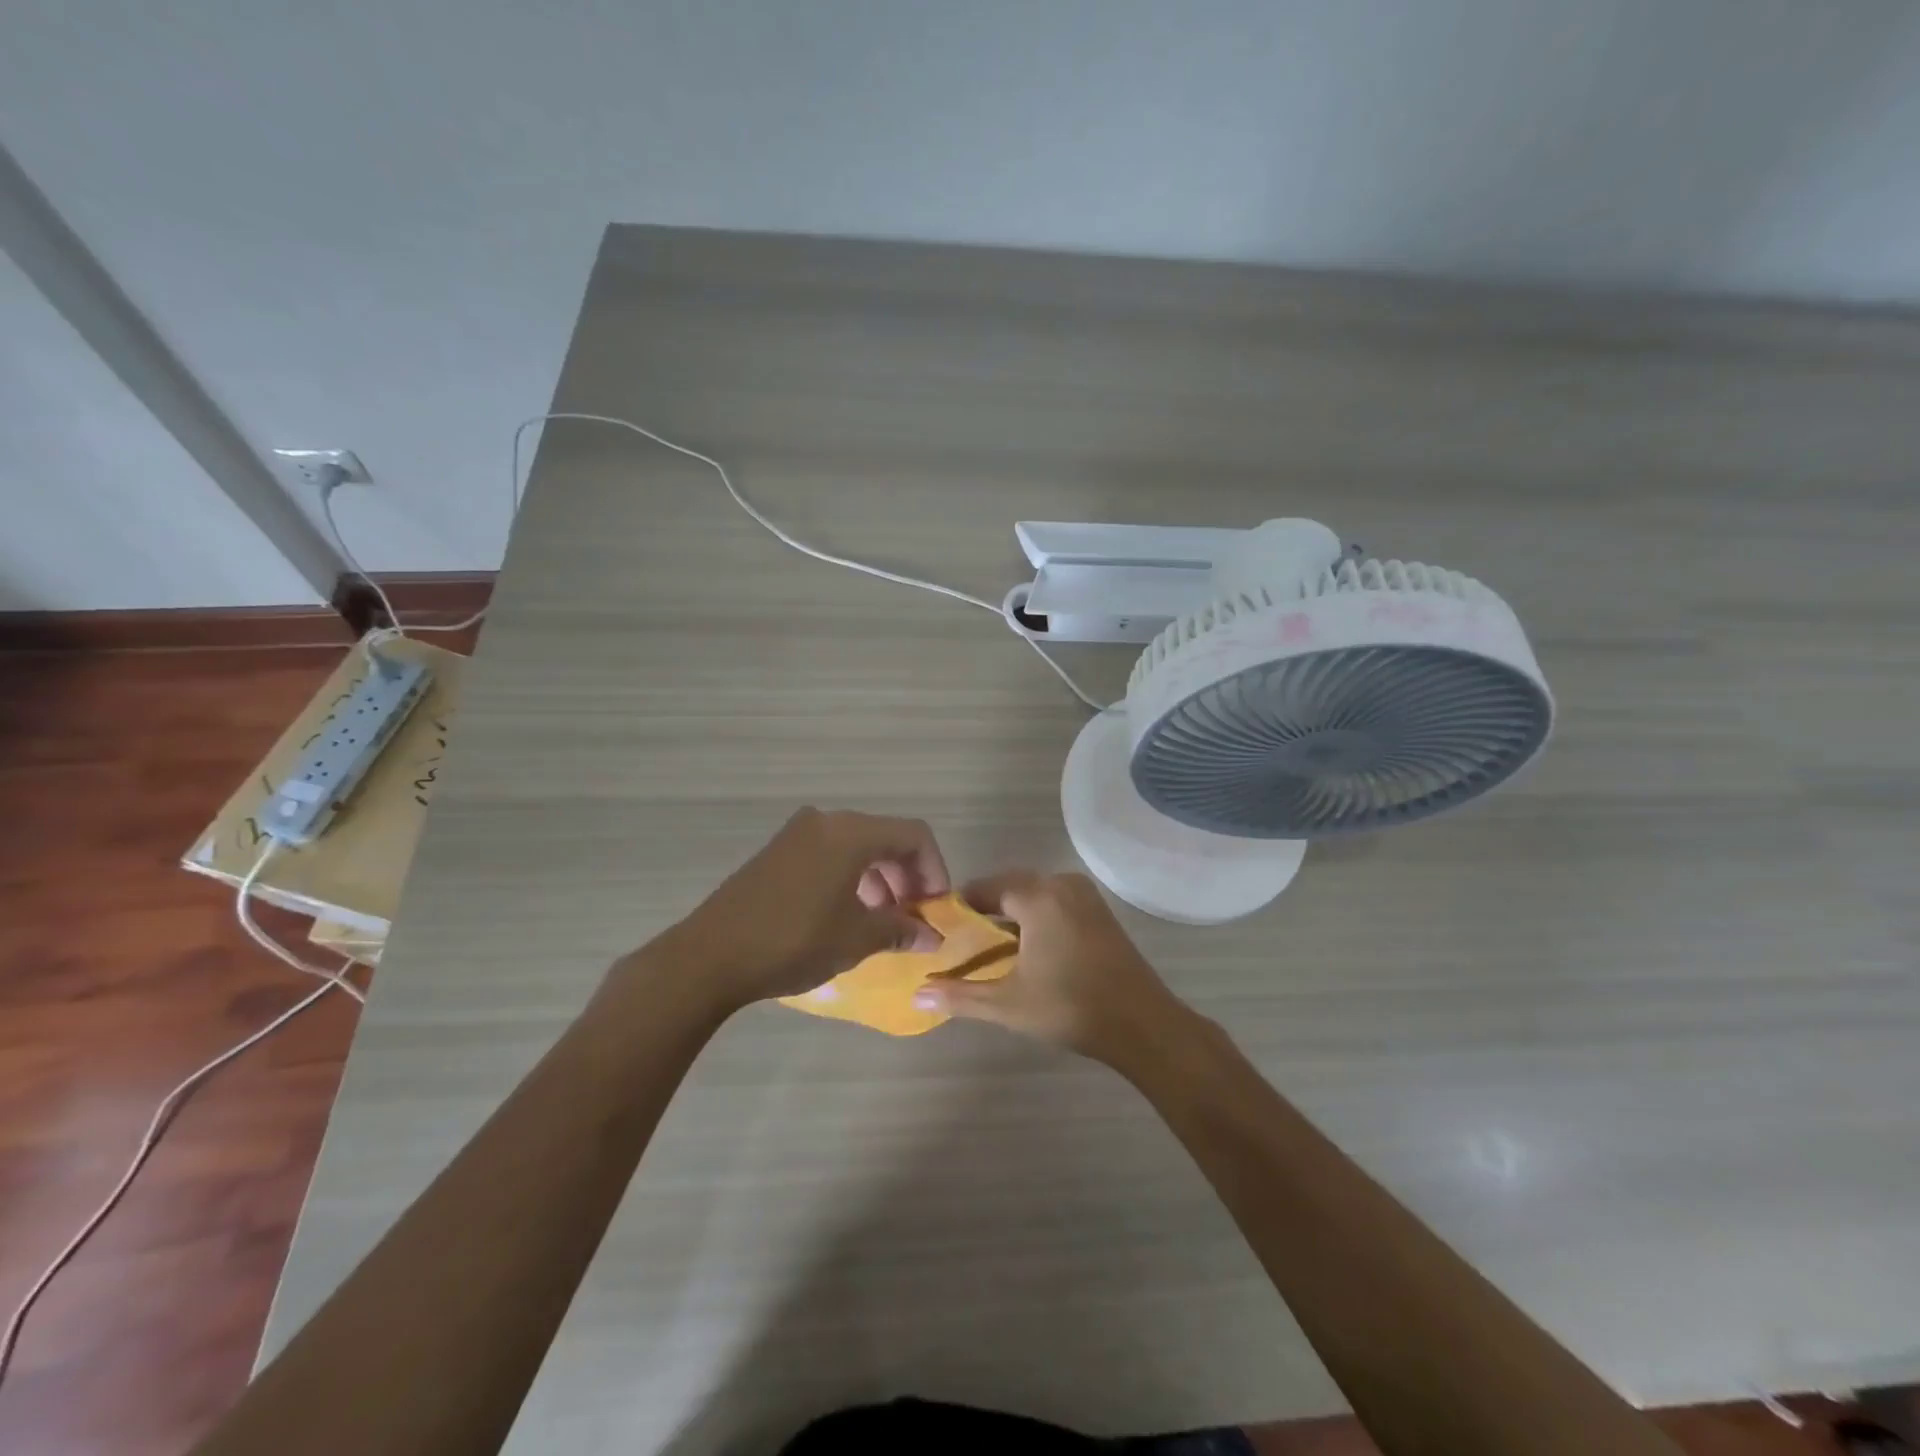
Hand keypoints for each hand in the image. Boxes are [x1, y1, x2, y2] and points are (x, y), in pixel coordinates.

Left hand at [644, 807, 950, 1013]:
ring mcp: (798, 833)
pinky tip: (845, 914)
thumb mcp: (856, 939)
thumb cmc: (794, 941)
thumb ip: (901, 930)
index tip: (936, 908)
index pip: (914, 835)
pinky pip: (830, 853)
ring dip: (879, 879)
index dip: (935, 870)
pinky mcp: (778, 851)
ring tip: (880, 921)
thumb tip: (932, 935)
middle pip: (885, 837)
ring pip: (857, 846)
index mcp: (851, 832)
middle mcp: (827, 821)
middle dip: (907, 876)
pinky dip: (850, 877)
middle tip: (912, 917)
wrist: (709, 956)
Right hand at [918, 870, 1192, 1065]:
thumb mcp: (1008, 1004)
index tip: (943, 930)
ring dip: (1011, 914)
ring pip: (1034, 894)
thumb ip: (960, 996)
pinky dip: (1035, 916)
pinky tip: (1026, 948)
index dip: (960, 908)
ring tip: (990, 948)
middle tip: (962, 942)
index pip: (985, 888)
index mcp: (1037, 896)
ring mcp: (1084, 895)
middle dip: (985, 911)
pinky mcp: (1098, 910)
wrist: (1142, 1024)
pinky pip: (1054, 901)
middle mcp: (1060, 884)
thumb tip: (917, 995)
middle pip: (1009, 887)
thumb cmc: (1071, 1008)